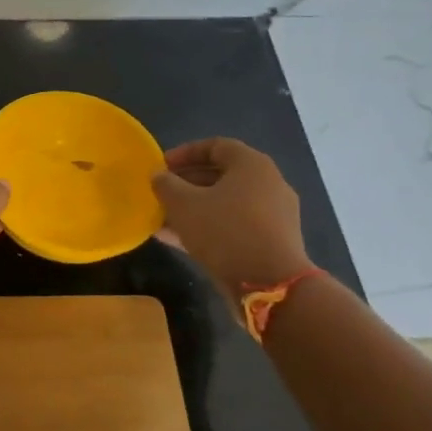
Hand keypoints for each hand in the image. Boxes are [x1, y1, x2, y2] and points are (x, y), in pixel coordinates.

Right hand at [153, 138, 310, 293]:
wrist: (270, 284)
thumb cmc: (225, 231)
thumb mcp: (184, 205)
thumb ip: (166, 185)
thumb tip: (159, 176)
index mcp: (252, 165)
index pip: (216, 146)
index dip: (185, 153)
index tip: (161, 166)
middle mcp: (267, 184)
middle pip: (221, 175)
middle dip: (186, 183)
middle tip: (161, 193)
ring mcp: (272, 214)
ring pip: (225, 203)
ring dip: (194, 208)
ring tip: (163, 219)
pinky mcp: (271, 241)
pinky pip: (234, 225)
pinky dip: (208, 227)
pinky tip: (178, 240)